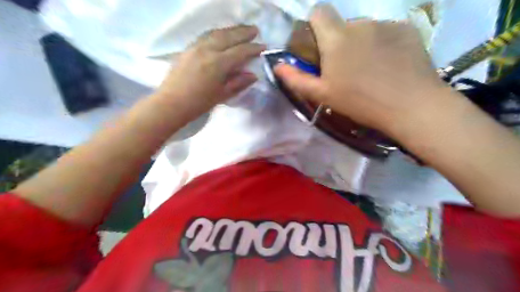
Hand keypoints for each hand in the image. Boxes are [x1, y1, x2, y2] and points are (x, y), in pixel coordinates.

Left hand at [155, 25, 265, 118]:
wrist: (171, 103)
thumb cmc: (199, 103)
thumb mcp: (222, 95)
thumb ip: (238, 83)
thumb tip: (253, 75)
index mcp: (218, 63)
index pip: (240, 51)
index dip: (253, 48)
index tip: (263, 46)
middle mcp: (207, 50)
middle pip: (229, 36)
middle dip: (243, 32)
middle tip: (255, 30)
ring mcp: (196, 47)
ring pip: (216, 33)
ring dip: (230, 30)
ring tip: (241, 29)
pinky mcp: (188, 48)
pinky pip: (206, 36)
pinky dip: (217, 33)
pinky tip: (221, 35)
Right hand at [274, 4, 448, 135]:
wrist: (410, 105)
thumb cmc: (360, 102)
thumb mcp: (323, 95)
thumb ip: (297, 79)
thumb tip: (277, 66)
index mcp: (337, 38)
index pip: (319, 12)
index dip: (315, 24)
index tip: (319, 45)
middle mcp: (360, 24)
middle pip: (343, 25)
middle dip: (340, 42)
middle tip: (347, 69)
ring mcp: (386, 24)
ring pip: (366, 30)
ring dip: (363, 44)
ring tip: (371, 70)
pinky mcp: (407, 29)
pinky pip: (387, 32)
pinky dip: (384, 44)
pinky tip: (390, 65)